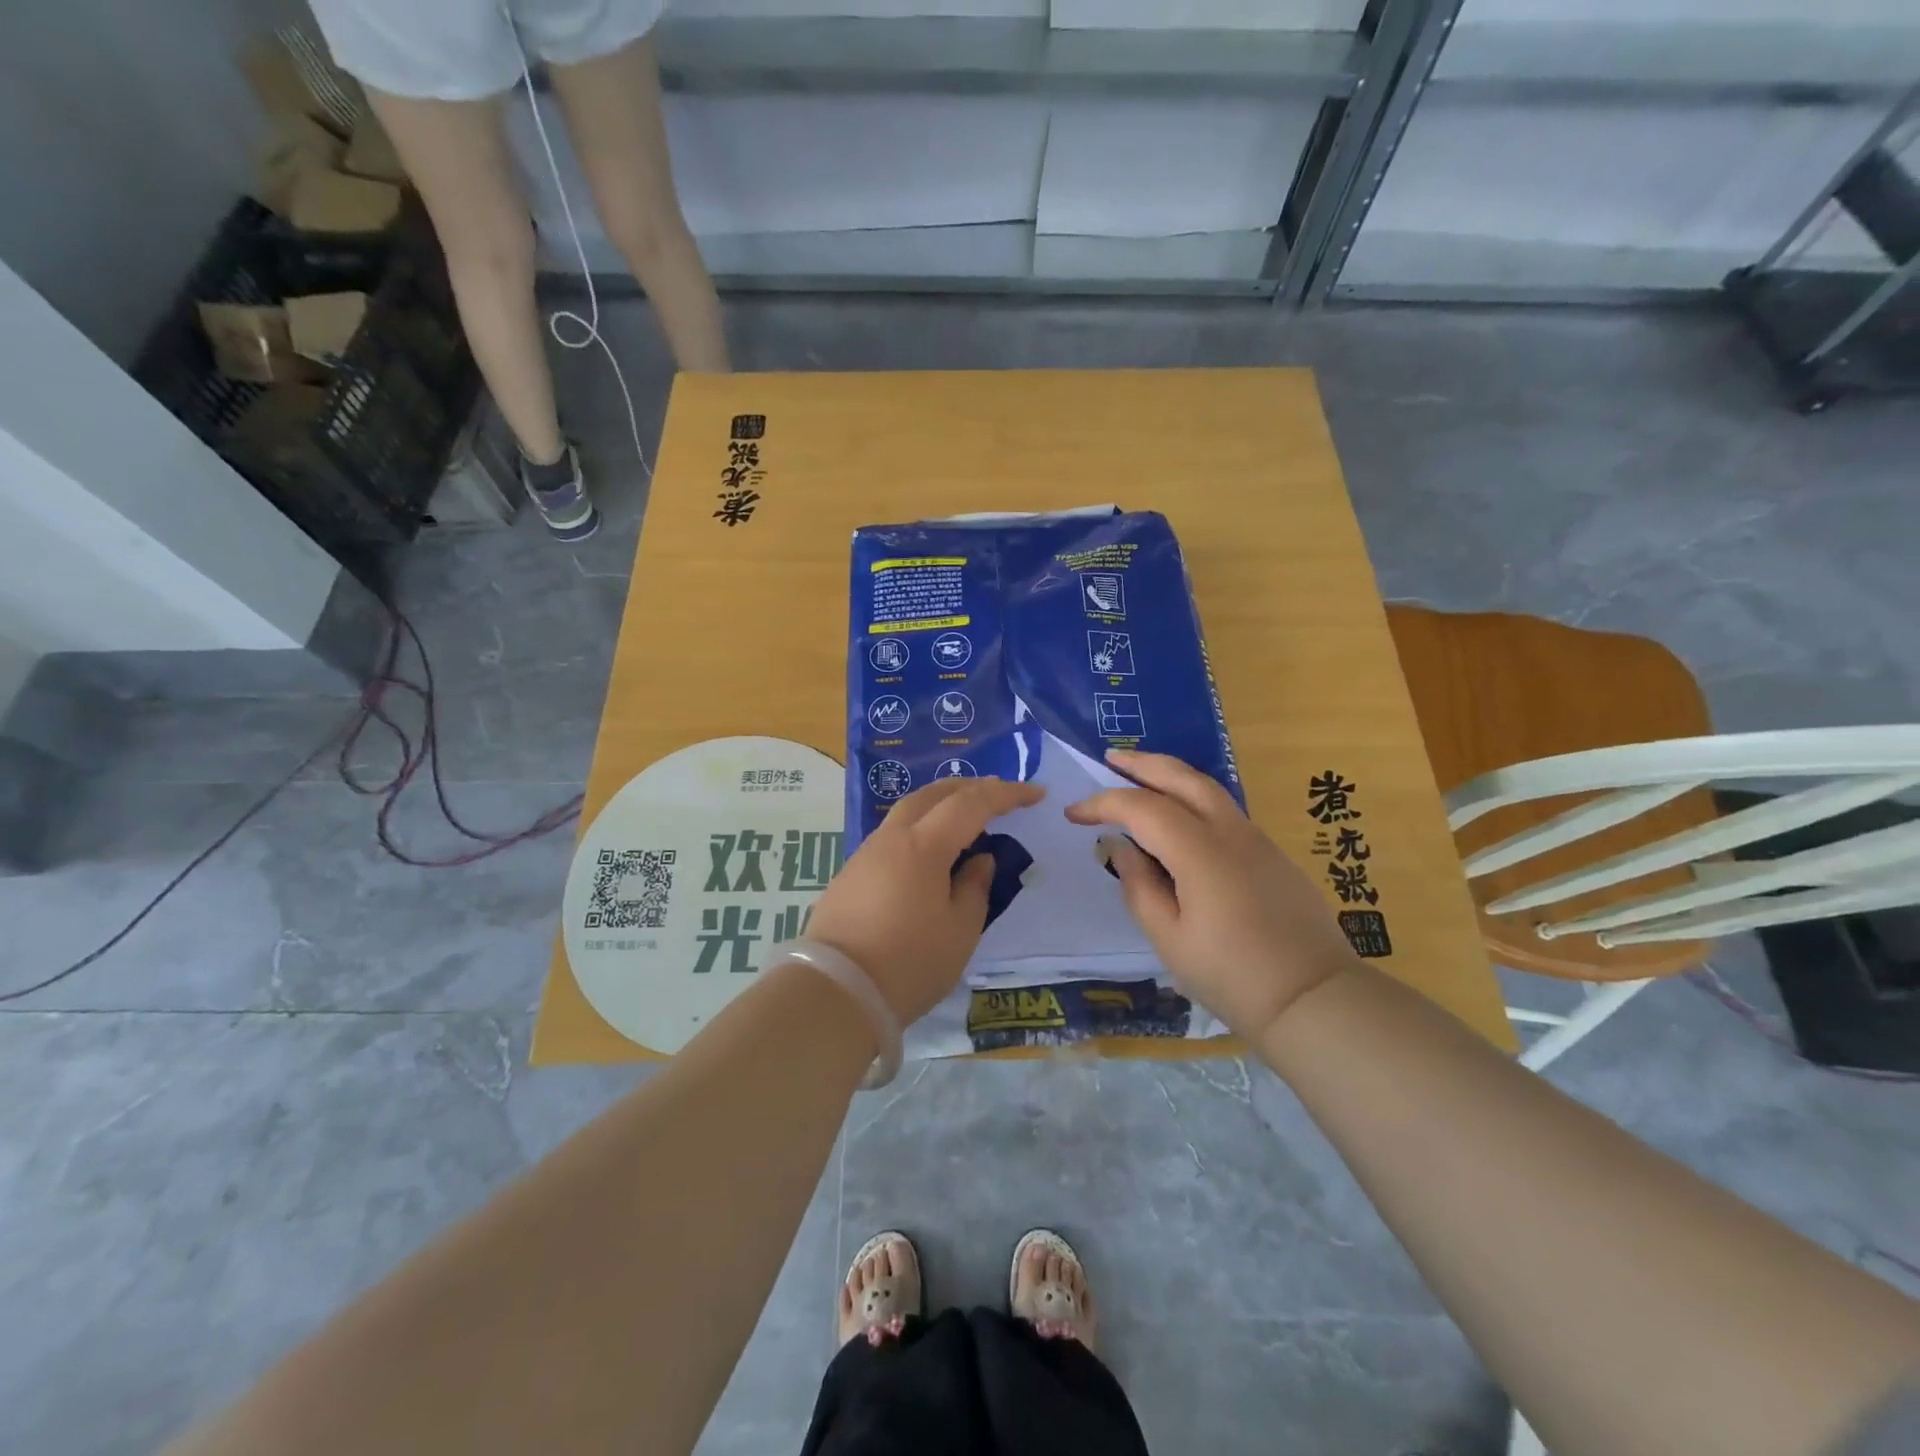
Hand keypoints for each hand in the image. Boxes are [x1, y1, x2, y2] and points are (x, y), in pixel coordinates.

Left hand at [805, 776, 1044, 1024]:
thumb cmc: (910, 962)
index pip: (971, 803)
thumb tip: (979, 858)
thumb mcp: (960, 930)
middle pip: (932, 794)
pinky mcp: (849, 876)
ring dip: (940, 805)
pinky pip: (892, 836)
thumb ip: (975, 887)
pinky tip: (928, 852)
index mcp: (924, 845)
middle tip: (998, 793)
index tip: (1035, 793)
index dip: (1006, 794)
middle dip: (969, 787)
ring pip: (907, 812)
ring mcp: (865, 855)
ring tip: (965, 818)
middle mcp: (891, 838)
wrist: (836, 993)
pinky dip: (919, 830)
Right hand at [1065, 749, 1359, 1040]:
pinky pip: (1224, 809)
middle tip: (1110, 758)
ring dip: (1170, 774)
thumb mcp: (1169, 939)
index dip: (1103, 804)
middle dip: (1142, 764)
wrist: (1314, 998)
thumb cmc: (1232, 975)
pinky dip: (1193, 797)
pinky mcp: (1272, 853)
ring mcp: (1256, 839)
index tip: (1074, 814)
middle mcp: (1230, 832)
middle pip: (1182, 778)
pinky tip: (1180, 816)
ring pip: (1208, 787)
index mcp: (1199, 852)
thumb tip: (1120, 847)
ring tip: (1141, 775)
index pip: (1142, 808)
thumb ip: (1139, 886)